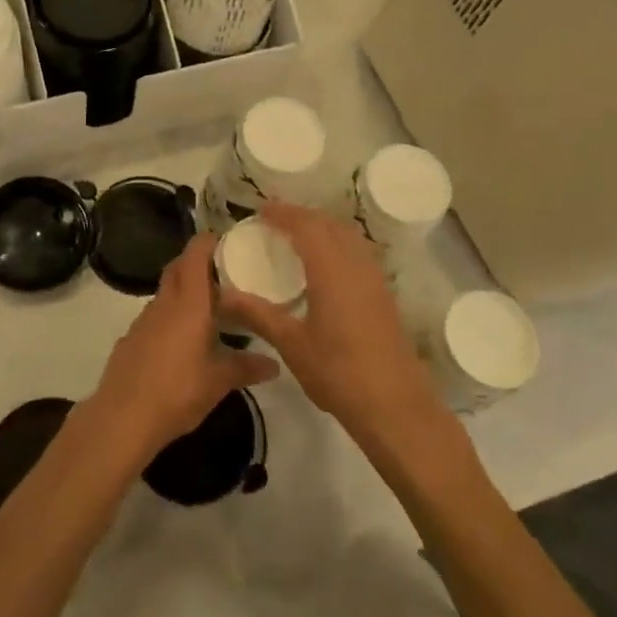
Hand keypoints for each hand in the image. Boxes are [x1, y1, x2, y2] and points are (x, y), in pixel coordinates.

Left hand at [88, 233, 280, 459]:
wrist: (123, 417)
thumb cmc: (178, 390)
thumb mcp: (219, 381)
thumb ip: (247, 367)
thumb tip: (275, 364)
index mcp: (189, 303)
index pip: (195, 255)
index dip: (207, 242)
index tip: (225, 239)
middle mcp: (164, 303)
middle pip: (178, 269)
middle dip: (196, 263)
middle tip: (223, 273)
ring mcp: (143, 320)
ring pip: (166, 294)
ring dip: (184, 293)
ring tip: (209, 310)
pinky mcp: (131, 339)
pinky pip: (155, 317)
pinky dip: (170, 318)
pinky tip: (183, 343)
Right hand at [220, 201, 442, 444]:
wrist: (395, 405)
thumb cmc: (338, 372)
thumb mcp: (290, 343)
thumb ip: (257, 314)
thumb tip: (222, 295)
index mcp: (331, 269)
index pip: (306, 225)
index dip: (283, 213)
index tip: (260, 210)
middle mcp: (356, 265)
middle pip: (330, 224)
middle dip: (302, 216)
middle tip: (275, 222)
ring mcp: (374, 279)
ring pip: (349, 236)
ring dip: (323, 228)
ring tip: (297, 238)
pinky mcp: (384, 295)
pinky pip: (358, 253)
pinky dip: (338, 245)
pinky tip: (324, 267)